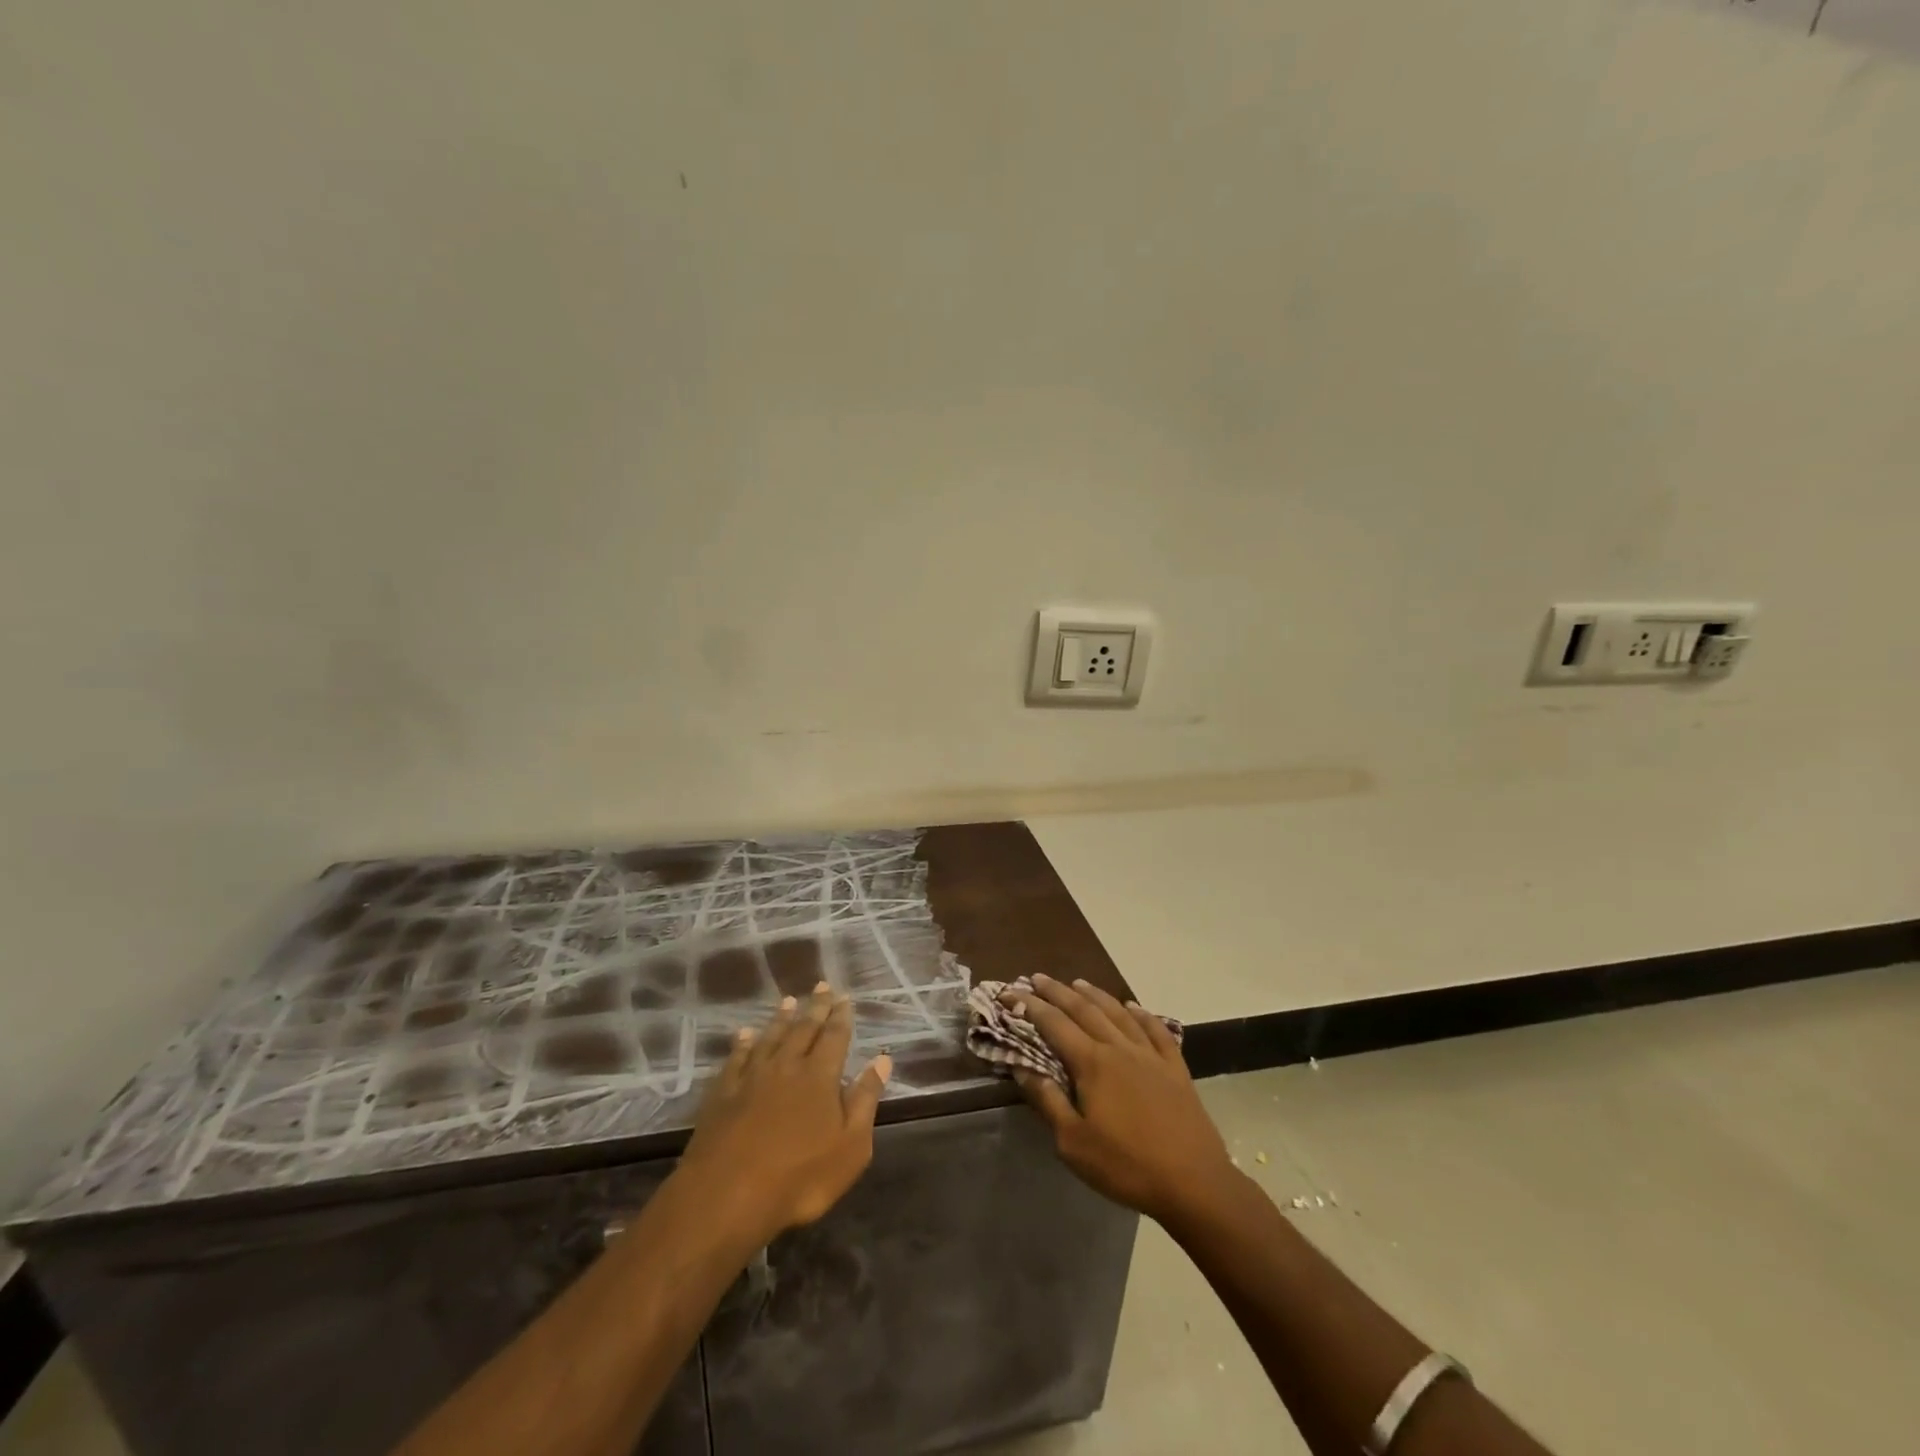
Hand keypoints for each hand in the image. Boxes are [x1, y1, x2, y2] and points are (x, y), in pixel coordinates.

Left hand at [675, 983, 891, 1245]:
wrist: (726, 1196)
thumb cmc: (799, 1178)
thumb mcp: (850, 1147)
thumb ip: (865, 1100)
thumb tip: (882, 1060)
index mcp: (820, 1076)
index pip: (834, 1036)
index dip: (841, 1016)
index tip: (844, 997)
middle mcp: (787, 1066)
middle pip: (803, 1029)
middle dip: (815, 1007)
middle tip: (822, 985)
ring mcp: (752, 1077)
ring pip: (770, 1037)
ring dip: (781, 1018)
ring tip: (788, 1000)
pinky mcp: (723, 1093)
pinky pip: (736, 1058)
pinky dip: (742, 1043)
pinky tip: (744, 1035)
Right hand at [1006, 974, 1235, 1226]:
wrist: (1194, 1182)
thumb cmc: (1126, 1166)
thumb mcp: (1073, 1142)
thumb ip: (1048, 1100)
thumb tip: (1022, 1066)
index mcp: (1092, 1063)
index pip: (1054, 1024)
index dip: (1030, 1006)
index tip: (1009, 992)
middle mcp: (1119, 1048)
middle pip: (1084, 1010)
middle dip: (1057, 992)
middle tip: (1037, 978)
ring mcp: (1150, 1055)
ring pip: (1118, 1013)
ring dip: (1095, 994)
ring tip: (1077, 983)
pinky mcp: (1175, 1068)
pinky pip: (1156, 1030)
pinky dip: (1141, 1014)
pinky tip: (1133, 1007)